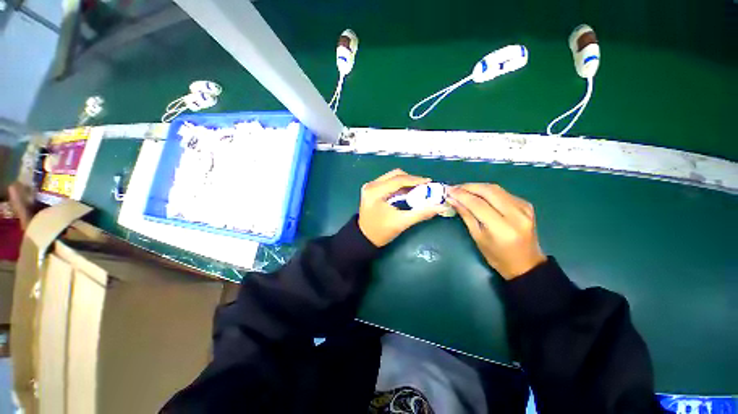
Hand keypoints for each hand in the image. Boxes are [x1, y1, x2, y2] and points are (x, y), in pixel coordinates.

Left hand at [358, 169, 447, 246]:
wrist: (364, 238)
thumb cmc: (381, 232)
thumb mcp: (401, 222)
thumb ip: (421, 213)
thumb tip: (440, 207)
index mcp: (375, 192)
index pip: (398, 180)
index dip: (415, 180)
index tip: (430, 182)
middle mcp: (371, 185)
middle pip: (395, 175)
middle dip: (411, 180)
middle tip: (424, 187)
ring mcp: (370, 186)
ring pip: (392, 177)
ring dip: (405, 182)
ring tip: (418, 190)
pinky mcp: (372, 189)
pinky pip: (388, 182)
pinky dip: (399, 186)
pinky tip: (408, 192)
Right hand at [447, 184, 545, 279]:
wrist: (526, 263)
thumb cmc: (497, 256)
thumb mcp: (478, 237)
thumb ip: (466, 216)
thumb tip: (453, 200)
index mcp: (502, 228)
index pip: (478, 204)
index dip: (462, 195)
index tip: (448, 190)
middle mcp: (516, 215)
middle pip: (489, 191)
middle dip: (469, 187)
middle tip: (454, 188)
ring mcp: (524, 208)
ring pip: (496, 189)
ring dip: (477, 186)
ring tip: (463, 189)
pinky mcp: (526, 205)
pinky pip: (503, 192)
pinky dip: (488, 191)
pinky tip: (478, 194)